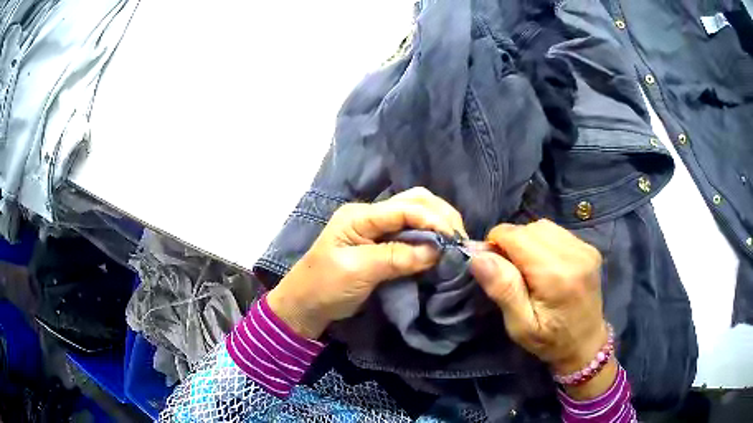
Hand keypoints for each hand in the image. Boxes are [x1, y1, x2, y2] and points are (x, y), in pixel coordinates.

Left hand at [267, 187, 466, 338]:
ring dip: (437, 225)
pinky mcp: (381, 244)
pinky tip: (439, 249)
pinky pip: (411, 233)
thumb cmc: (325, 287)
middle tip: (459, 239)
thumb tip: (436, 251)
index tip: (454, 240)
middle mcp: (370, 215)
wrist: (305, 305)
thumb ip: (396, 257)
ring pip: (415, 214)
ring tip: (454, 243)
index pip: (405, 207)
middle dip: (440, 216)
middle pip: (414, 201)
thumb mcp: (358, 271)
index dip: (433, 220)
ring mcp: (376, 228)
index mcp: (360, 216)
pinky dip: (429, 238)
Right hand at [470, 219, 613, 397]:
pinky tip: (544, 264)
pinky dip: (542, 242)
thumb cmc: (550, 341)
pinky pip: (556, 232)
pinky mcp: (589, 248)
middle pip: (530, 228)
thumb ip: (504, 289)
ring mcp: (585, 249)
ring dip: (527, 241)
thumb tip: (479, 256)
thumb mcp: (520, 326)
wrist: (586, 344)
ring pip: (543, 226)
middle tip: (509, 271)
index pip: (517, 236)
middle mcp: (575, 254)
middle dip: (511, 243)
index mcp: (557, 275)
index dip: (496, 244)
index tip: (493, 266)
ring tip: (527, 268)